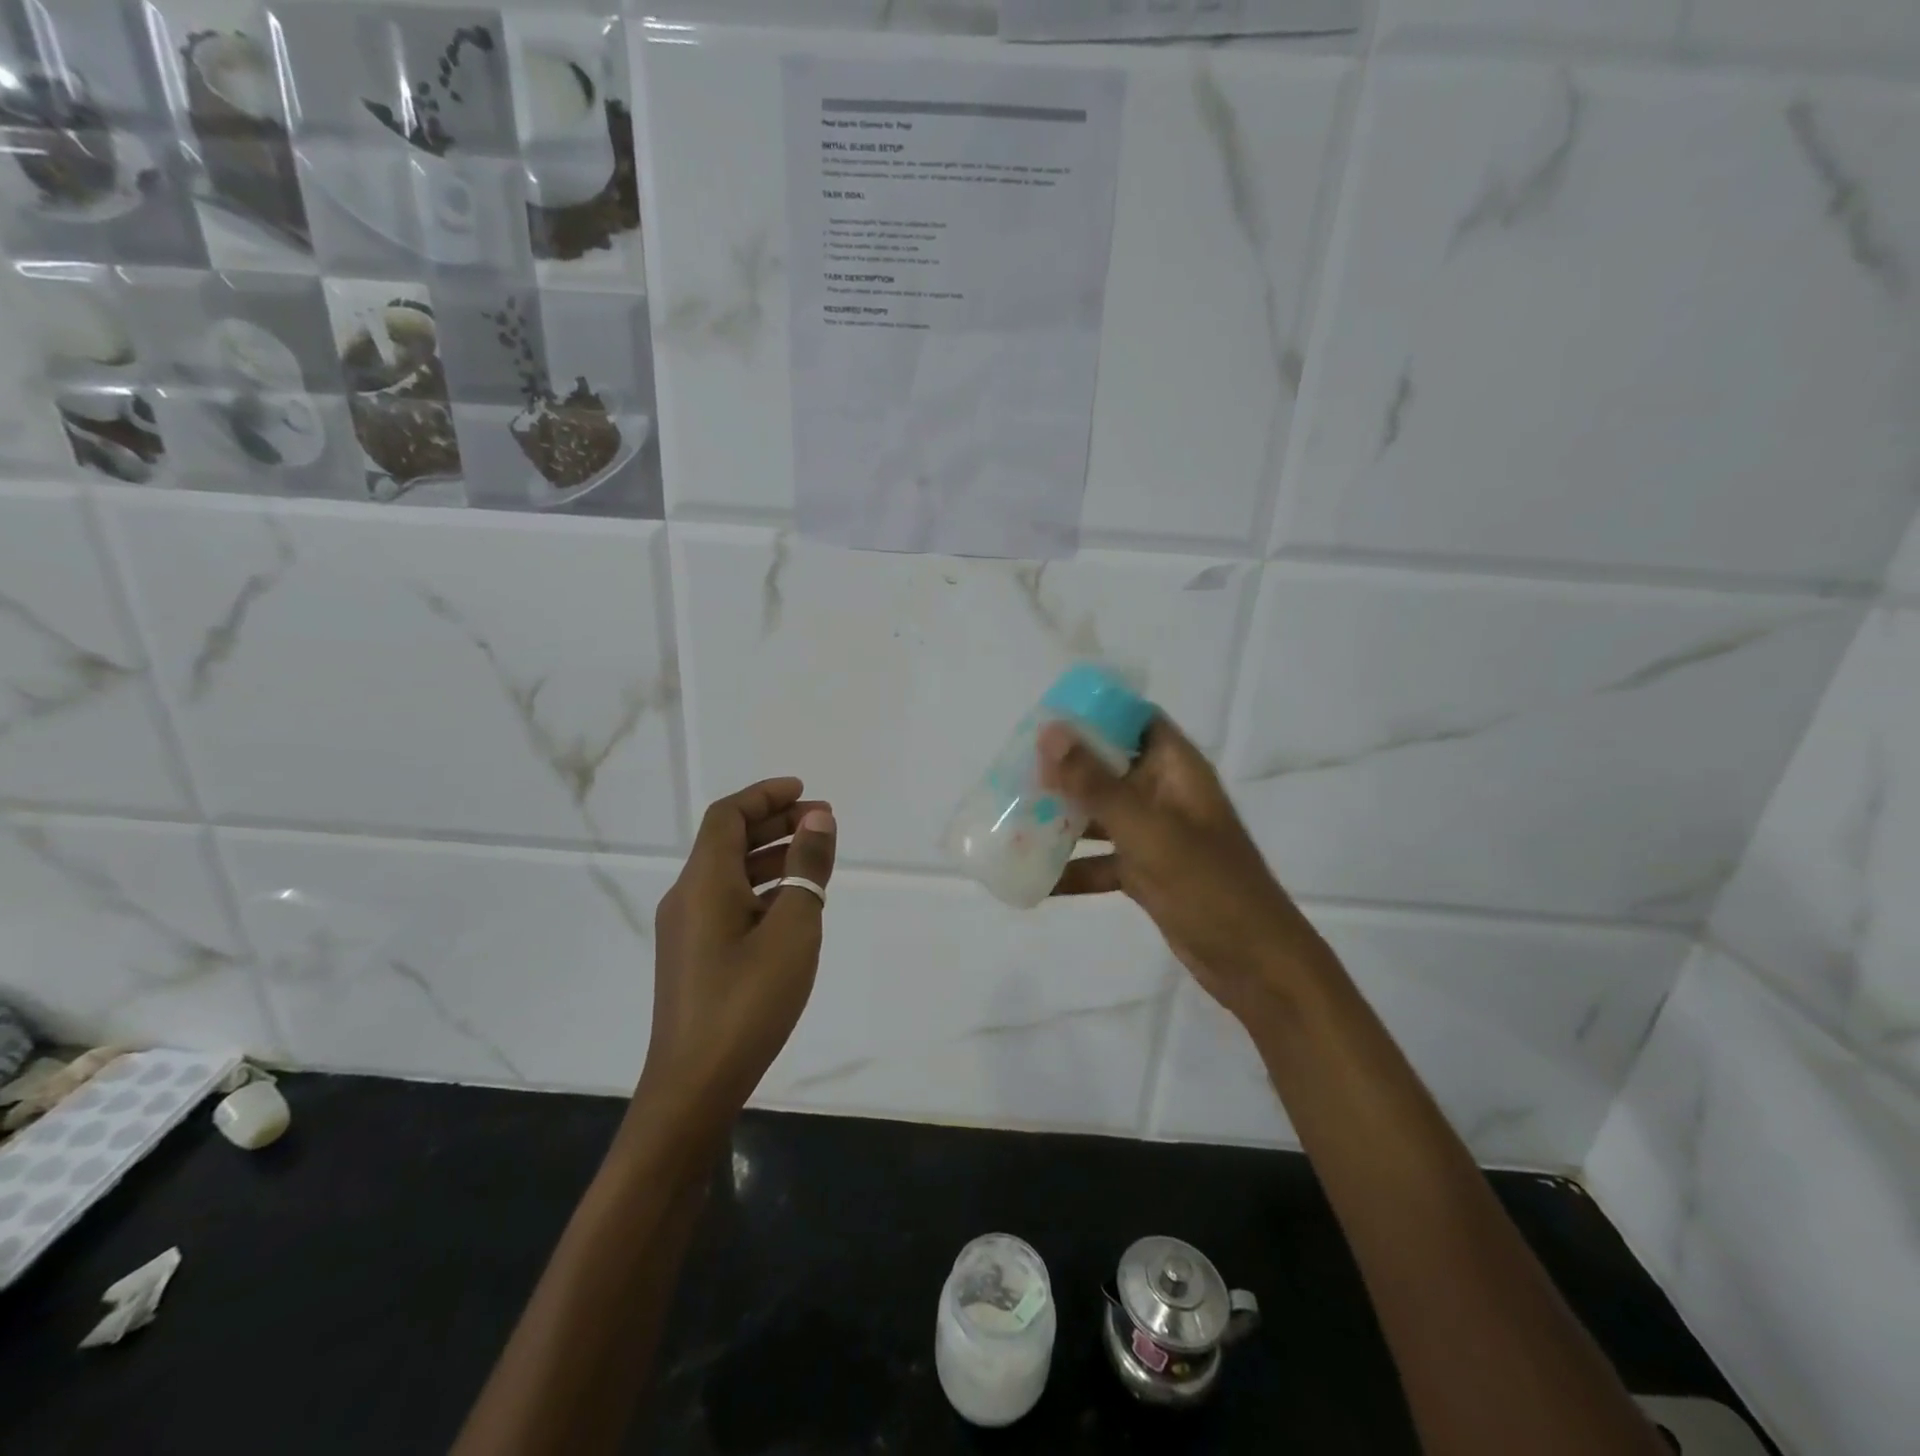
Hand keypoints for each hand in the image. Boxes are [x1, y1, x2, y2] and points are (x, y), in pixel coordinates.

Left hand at [639, 777, 836, 1127]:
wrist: (694, 1085)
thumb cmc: (748, 1001)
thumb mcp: (793, 929)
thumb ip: (807, 868)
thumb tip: (818, 818)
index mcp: (704, 883)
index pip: (728, 816)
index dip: (765, 796)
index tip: (805, 792)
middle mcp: (688, 897)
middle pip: (728, 841)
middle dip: (774, 823)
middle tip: (821, 822)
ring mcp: (688, 930)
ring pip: (730, 873)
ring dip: (771, 856)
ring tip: (815, 858)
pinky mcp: (695, 957)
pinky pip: (729, 902)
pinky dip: (762, 889)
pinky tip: (794, 906)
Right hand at [1039, 716, 1333, 1021]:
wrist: (1254, 964)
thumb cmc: (1207, 885)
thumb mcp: (1146, 830)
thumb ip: (1095, 783)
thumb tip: (1049, 732)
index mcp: (1177, 771)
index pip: (1136, 721)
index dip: (1096, 714)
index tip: (1047, 718)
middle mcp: (1165, 796)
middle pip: (1110, 767)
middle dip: (1066, 769)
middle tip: (1016, 771)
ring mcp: (1156, 836)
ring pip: (1101, 815)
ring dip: (1063, 817)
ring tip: (1013, 817)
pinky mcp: (1147, 873)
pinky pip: (1102, 861)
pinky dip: (1074, 868)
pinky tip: (1033, 878)